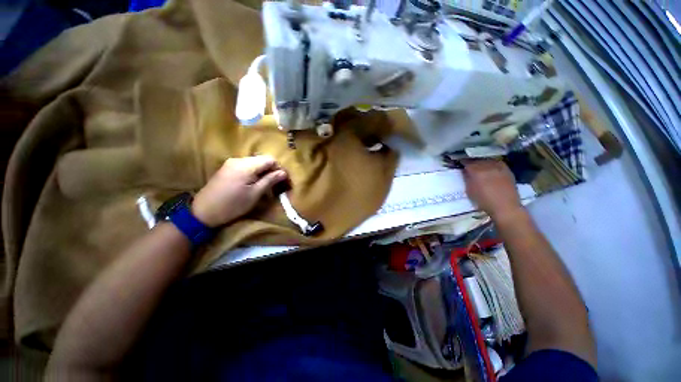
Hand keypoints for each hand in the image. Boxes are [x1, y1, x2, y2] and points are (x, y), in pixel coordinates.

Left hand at [192, 156, 287, 226]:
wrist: (204, 211)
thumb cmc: (231, 206)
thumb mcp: (253, 196)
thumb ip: (269, 181)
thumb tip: (283, 172)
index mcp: (247, 165)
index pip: (270, 159)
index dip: (278, 169)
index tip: (282, 183)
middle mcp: (238, 159)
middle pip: (260, 160)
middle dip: (269, 171)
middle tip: (273, 188)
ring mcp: (230, 163)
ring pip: (251, 164)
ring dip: (259, 173)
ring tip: (261, 189)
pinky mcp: (224, 169)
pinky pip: (242, 167)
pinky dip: (249, 174)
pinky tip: (248, 186)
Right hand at [462, 159, 522, 218]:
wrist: (506, 208)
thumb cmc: (486, 203)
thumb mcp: (471, 193)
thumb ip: (467, 180)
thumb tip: (465, 172)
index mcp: (475, 170)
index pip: (466, 162)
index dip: (463, 163)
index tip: (463, 166)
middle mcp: (486, 164)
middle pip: (477, 160)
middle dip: (474, 163)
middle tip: (473, 169)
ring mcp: (497, 165)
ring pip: (487, 160)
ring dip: (484, 164)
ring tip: (484, 170)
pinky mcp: (506, 168)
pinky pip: (497, 163)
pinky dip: (494, 166)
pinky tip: (494, 173)